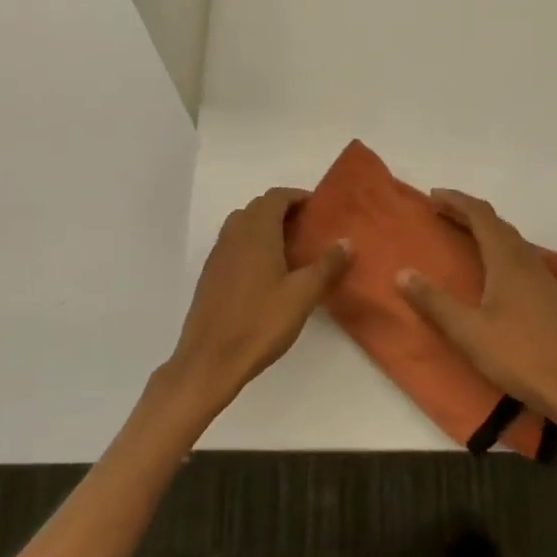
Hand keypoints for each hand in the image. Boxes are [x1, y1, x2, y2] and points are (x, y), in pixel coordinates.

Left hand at [167, 187, 351, 414]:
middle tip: (307, 228)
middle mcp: (234, 235)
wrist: (210, 360)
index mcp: (257, 233)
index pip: (275, 197)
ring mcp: (218, 254)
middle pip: (258, 207)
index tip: (317, 208)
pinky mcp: (210, 274)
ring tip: (289, 248)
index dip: (297, 197)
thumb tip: (346, 241)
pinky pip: (232, 244)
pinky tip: (265, 272)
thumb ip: (326, 265)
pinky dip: (250, 244)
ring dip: (264, 226)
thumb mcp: (302, 295)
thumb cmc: (260, 323)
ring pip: (242, 225)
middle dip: (282, 210)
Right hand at [396, 189, 556, 424]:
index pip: (481, 215)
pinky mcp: (549, 296)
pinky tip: (493, 268)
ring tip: (462, 234)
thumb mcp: (467, 331)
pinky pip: (520, 255)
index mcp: (507, 261)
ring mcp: (542, 278)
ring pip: (512, 239)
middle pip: (497, 223)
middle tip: (441, 212)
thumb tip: (402, 273)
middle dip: (468, 212)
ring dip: (486, 229)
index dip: (457, 201)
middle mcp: (527, 261)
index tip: (433, 196)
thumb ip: (433, 301)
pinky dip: (499, 247)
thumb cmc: (517, 355)